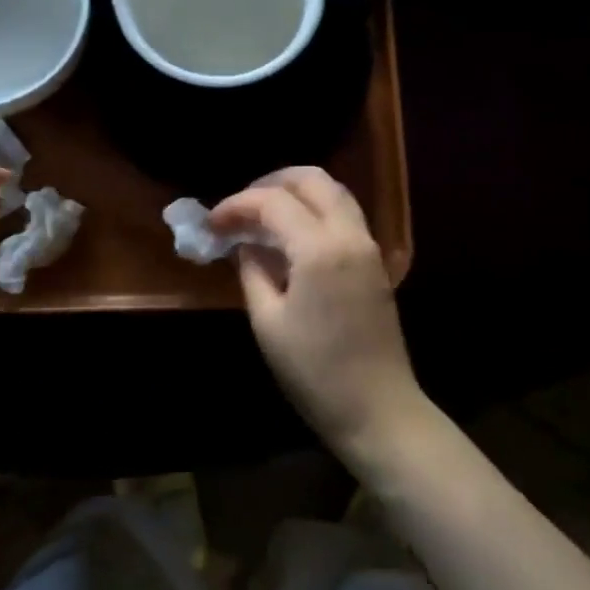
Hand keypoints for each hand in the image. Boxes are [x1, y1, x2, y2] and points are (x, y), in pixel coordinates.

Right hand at [209, 168, 428, 462]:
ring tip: (263, 214)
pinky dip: (316, 209)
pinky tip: (291, 234)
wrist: (378, 409)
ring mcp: (368, 246)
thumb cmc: (315, 372)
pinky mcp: (375, 262)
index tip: (212, 222)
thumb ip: (253, 271)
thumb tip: (244, 244)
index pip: (273, 202)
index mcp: (320, 248)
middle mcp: (349, 234)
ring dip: (297, 192)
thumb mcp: (268, 322)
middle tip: (241, 206)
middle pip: (313, 179)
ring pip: (334, 192)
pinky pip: (344, 214)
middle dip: (272, 183)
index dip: (237, 205)